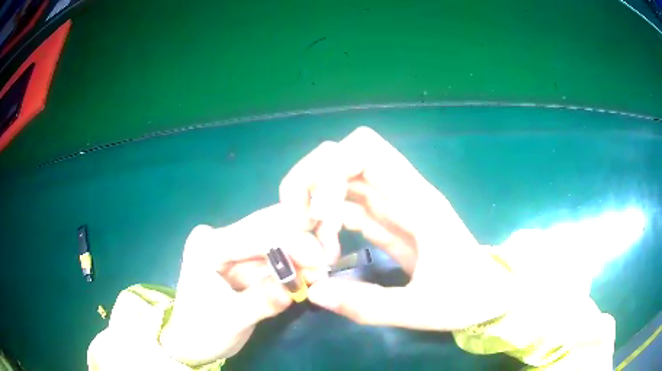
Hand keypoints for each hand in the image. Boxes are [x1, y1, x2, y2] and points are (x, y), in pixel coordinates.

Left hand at [159, 205, 326, 365]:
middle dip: (301, 242)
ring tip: (323, 268)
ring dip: (302, 253)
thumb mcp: (231, 319)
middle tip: (330, 257)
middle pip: (267, 229)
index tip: (323, 257)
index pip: (255, 234)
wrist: (193, 341)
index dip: (291, 242)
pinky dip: (294, 264)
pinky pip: (274, 257)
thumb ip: (262, 300)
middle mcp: (219, 237)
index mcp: (208, 246)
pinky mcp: (242, 260)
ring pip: (275, 240)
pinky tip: (311, 271)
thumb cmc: (204, 331)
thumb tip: (299, 286)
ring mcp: (231, 247)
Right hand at [280, 127, 513, 330]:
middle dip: (311, 182)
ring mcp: (396, 207)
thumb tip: (314, 292)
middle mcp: (403, 193)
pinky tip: (326, 251)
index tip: (318, 214)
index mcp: (418, 201)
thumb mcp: (421, 309)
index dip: (329, 170)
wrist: (492, 295)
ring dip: (317, 205)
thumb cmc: (467, 297)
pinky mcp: (391, 223)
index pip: (364, 149)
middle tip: (302, 224)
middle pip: (343, 157)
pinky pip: (350, 209)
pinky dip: (329, 223)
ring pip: (342, 182)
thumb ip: (368, 305)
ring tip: (312, 244)